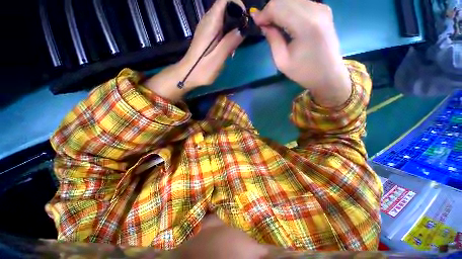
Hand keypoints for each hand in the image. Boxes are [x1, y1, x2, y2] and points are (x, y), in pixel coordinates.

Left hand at [179, 0, 244, 87]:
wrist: (188, 75)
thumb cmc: (202, 69)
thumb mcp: (218, 58)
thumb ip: (229, 42)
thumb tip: (243, 29)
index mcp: (210, 23)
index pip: (225, 0)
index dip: (237, 4)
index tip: (245, 20)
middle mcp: (208, 21)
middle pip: (226, 7)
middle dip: (238, 18)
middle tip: (242, 36)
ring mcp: (206, 27)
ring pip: (224, 17)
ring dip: (233, 27)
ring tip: (235, 44)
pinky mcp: (207, 34)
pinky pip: (220, 26)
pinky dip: (227, 33)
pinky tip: (228, 47)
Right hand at [251, 0, 350, 106]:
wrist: (328, 75)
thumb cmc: (303, 72)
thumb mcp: (282, 61)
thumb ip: (272, 39)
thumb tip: (263, 24)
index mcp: (305, 25)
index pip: (278, 6)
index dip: (263, 13)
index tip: (256, 23)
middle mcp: (316, 10)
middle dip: (270, 10)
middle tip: (263, 24)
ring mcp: (322, 8)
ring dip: (279, 9)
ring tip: (273, 24)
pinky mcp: (324, 10)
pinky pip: (301, 2)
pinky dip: (289, 9)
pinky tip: (285, 22)